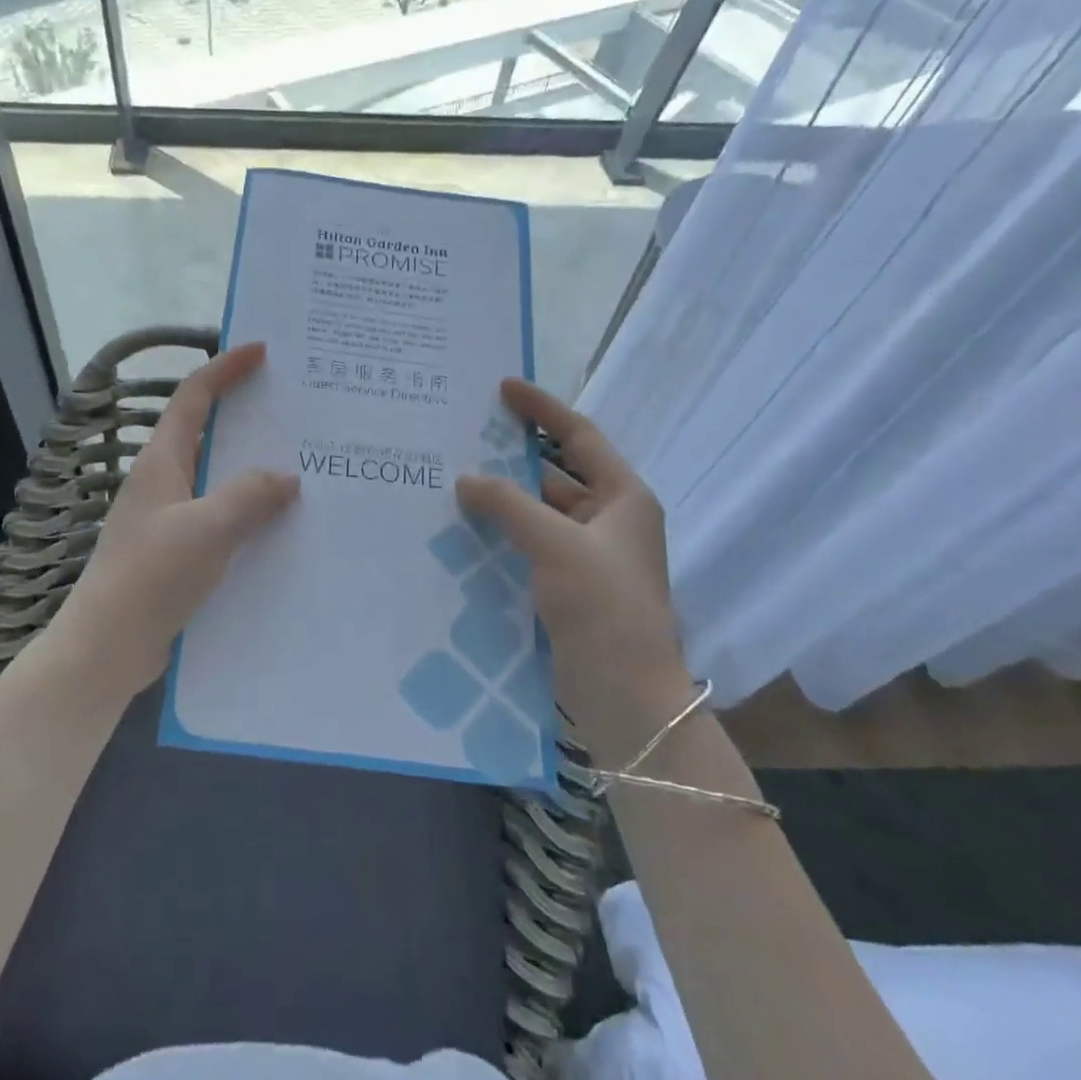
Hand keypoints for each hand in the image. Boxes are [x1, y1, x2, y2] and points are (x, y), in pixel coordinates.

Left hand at [54, 343, 298, 701]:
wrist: (108, 645)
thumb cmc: (152, 576)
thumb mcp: (207, 528)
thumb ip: (249, 496)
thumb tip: (287, 477)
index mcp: (162, 461)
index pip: (194, 397)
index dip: (225, 368)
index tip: (261, 350)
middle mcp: (164, 480)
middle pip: (208, 431)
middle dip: (246, 415)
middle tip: (294, 408)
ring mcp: (169, 516)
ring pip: (217, 477)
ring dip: (252, 467)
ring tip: (300, 464)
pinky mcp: (177, 550)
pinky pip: (220, 515)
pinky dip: (248, 510)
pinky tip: (279, 525)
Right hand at [456, 379, 689, 745]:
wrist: (624, 692)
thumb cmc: (602, 604)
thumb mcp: (554, 543)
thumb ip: (508, 504)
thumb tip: (466, 479)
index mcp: (624, 498)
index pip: (580, 436)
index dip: (542, 409)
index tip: (503, 387)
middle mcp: (610, 519)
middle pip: (558, 472)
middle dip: (515, 455)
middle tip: (468, 435)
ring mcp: (590, 554)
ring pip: (541, 510)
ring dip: (505, 497)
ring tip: (456, 478)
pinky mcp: (570, 584)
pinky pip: (532, 542)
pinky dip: (505, 530)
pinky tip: (467, 526)